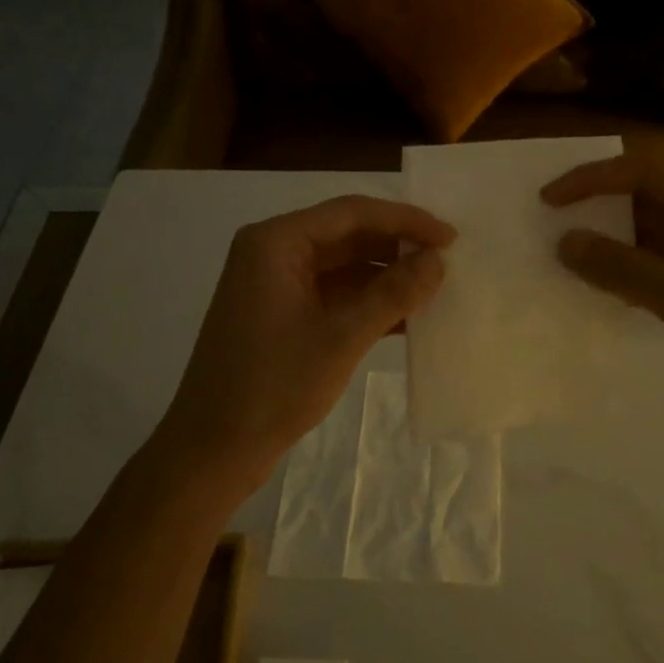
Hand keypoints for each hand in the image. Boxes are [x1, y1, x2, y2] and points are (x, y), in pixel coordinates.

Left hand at [161, 196, 453, 473]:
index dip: (405, 220)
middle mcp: (273, 253)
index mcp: (276, 242)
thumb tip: (437, 260)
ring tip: (436, 290)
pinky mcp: (282, 315)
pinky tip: (408, 319)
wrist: (213, 449)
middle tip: (448, 262)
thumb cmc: (273, 386)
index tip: (450, 237)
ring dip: (386, 278)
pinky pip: (334, 295)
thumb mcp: (341, 337)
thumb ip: (393, 293)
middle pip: (347, 235)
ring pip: (343, 267)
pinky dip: (368, 303)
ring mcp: (276, 286)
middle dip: (397, 248)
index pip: (351, 213)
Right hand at [542, 157, 663, 446]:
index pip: (643, 173)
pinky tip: (591, 288)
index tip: (546, 201)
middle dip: (595, 213)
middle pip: (642, 199)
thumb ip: (625, 269)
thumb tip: (564, 241)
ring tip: (555, 259)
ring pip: (645, 234)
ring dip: (606, 246)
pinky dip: (624, 273)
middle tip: (541, 230)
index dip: (590, 182)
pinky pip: (654, 265)